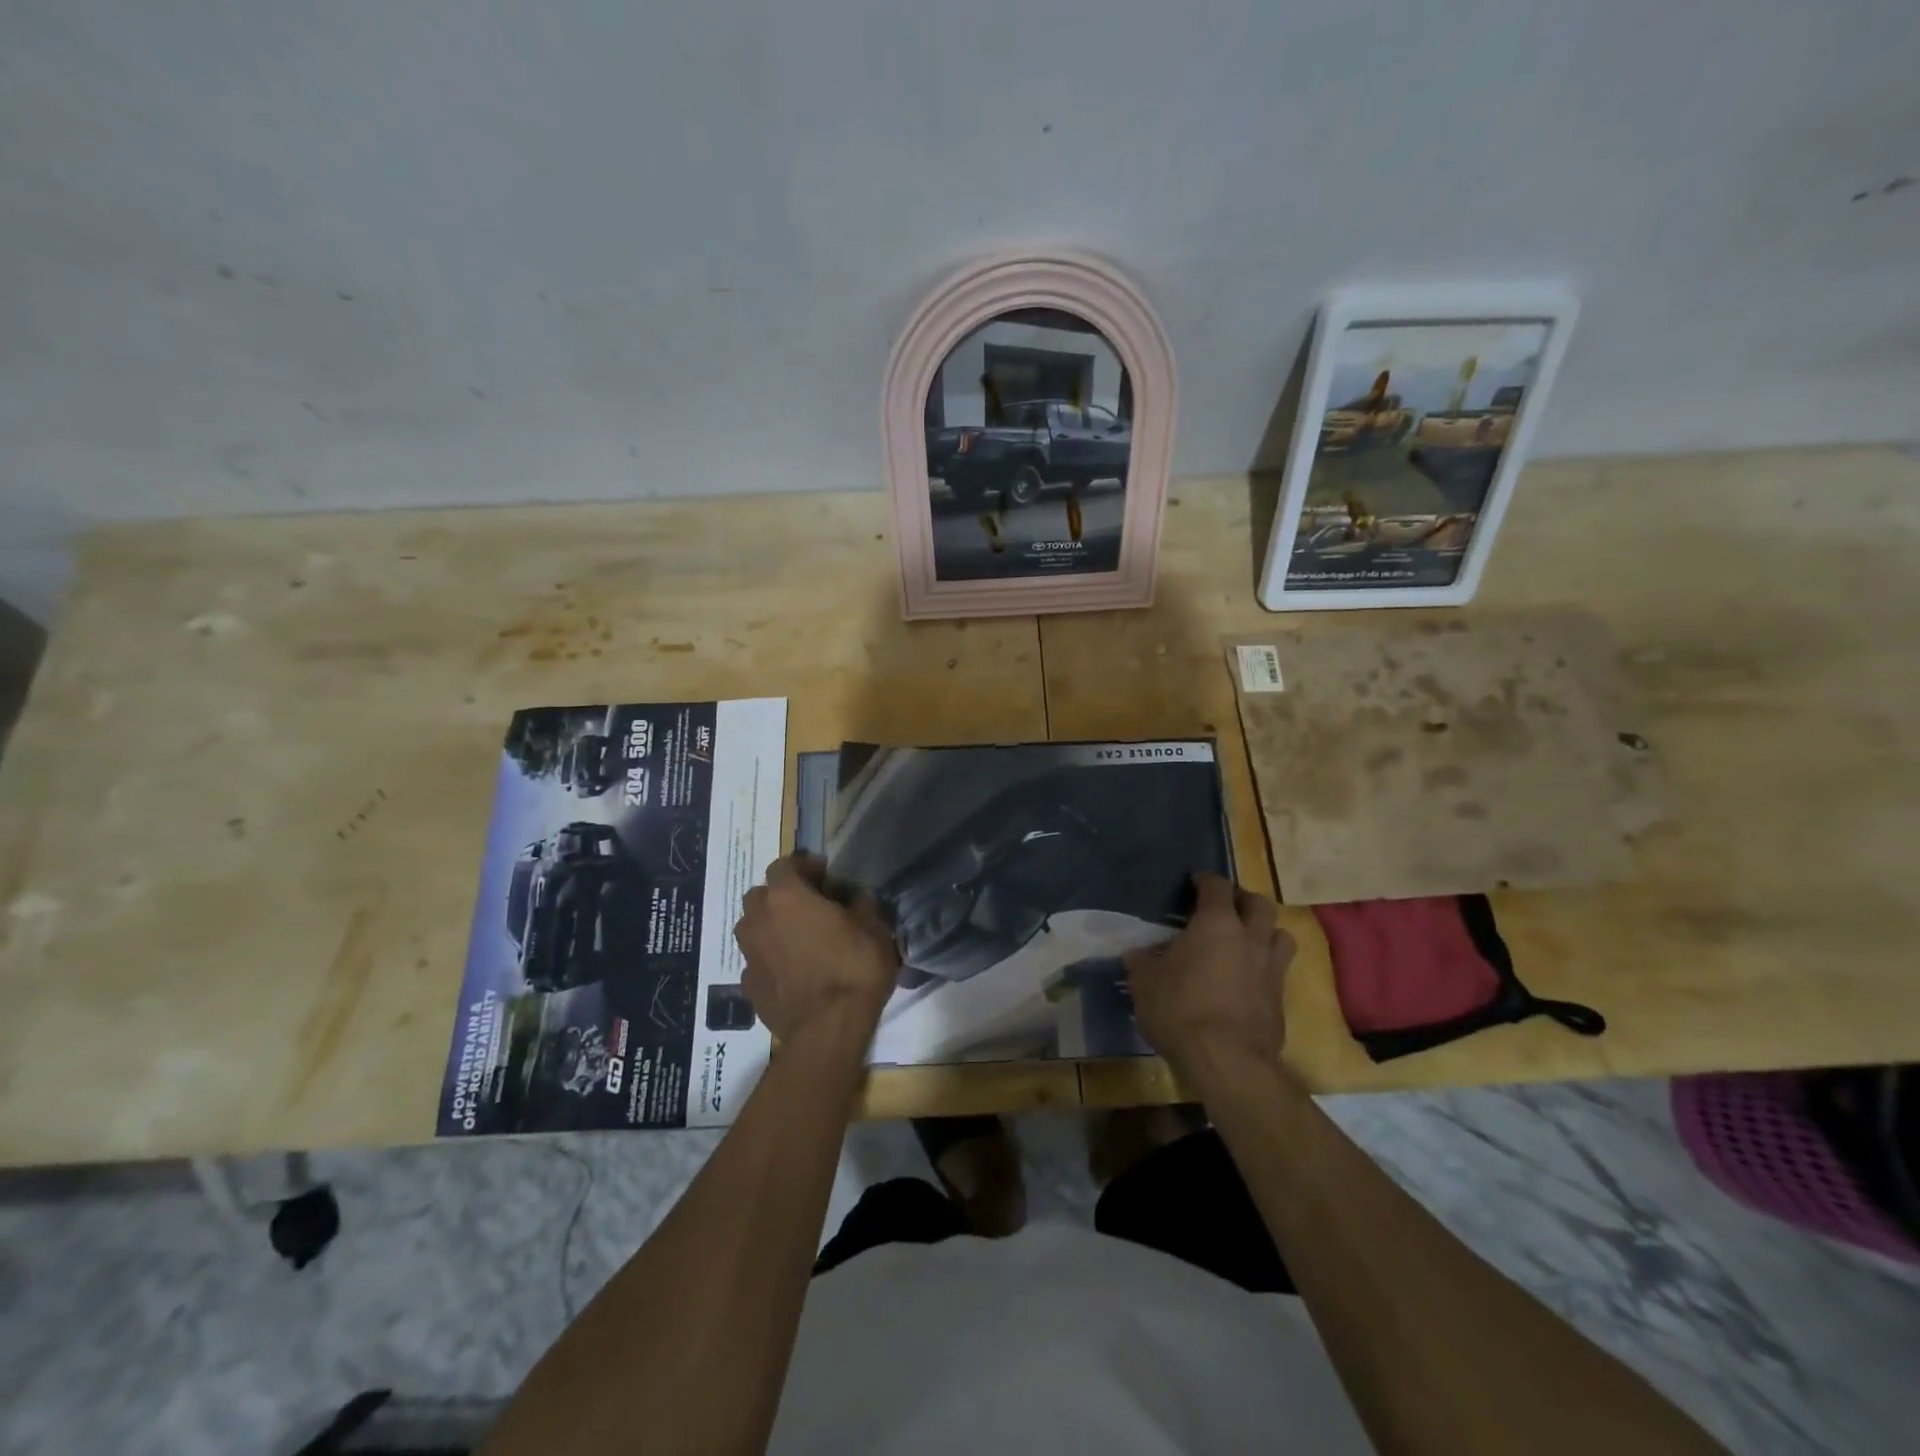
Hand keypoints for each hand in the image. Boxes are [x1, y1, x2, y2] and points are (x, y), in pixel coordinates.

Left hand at [734, 853, 898, 1044]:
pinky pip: (757, 960)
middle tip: (810, 908)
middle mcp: (758, 918)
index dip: (805, 867)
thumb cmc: (853, 968)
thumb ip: (861, 904)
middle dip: (782, 896)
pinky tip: (793, 971)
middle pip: (762, 895)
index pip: (784, 865)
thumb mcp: (874, 928)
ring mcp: (748, 954)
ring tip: (799, 940)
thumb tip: (855, 897)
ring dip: (772, 927)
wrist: (827, 1030)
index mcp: (786, 895)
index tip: (825, 878)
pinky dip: (771, 959)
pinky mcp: (747, 985)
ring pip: (754, 928)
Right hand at [1125, 874, 1292, 1084]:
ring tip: (1247, 941)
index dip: (1206, 881)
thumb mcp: (1145, 984)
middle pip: (1260, 904)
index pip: (1217, 887)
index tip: (1195, 882)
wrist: (1227, 1061)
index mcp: (1217, 924)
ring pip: (1281, 936)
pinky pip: (1278, 972)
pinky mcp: (1281, 1001)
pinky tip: (1247, 982)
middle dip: (1244, 900)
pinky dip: (1264, 969)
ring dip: (1265, 932)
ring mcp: (1271, 970)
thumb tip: (1137, 955)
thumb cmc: (1180, 1009)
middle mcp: (1250, 939)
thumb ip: (1142, 963)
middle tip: (1227, 907)